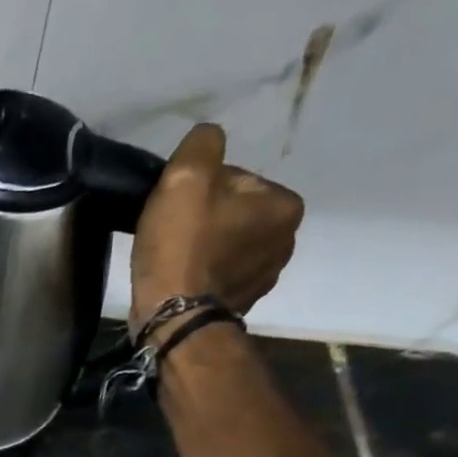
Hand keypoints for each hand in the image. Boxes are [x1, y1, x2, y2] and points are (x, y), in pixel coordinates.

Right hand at [129, 123, 303, 338]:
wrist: (172, 317)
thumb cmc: (182, 246)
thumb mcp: (186, 176)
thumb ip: (203, 143)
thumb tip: (209, 139)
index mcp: (284, 205)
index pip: (236, 179)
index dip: (199, 189)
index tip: (177, 209)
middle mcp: (286, 240)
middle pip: (234, 212)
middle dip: (205, 218)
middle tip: (171, 234)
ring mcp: (265, 277)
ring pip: (226, 244)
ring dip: (203, 246)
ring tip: (173, 258)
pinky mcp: (242, 302)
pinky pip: (220, 274)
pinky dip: (202, 272)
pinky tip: (180, 278)